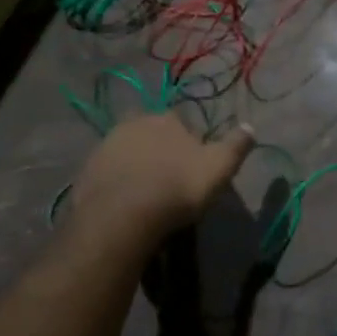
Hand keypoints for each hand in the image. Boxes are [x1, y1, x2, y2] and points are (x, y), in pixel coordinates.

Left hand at [70, 115, 254, 238]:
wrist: (122, 216)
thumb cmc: (177, 187)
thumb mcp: (219, 167)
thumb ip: (236, 145)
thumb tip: (250, 127)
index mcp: (166, 119)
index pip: (181, 123)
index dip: (189, 144)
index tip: (193, 167)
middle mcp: (133, 124)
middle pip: (151, 135)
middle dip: (160, 152)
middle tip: (169, 181)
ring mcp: (105, 146)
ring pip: (128, 153)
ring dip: (137, 167)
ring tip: (147, 196)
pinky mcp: (86, 172)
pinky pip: (108, 175)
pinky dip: (117, 185)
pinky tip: (126, 205)